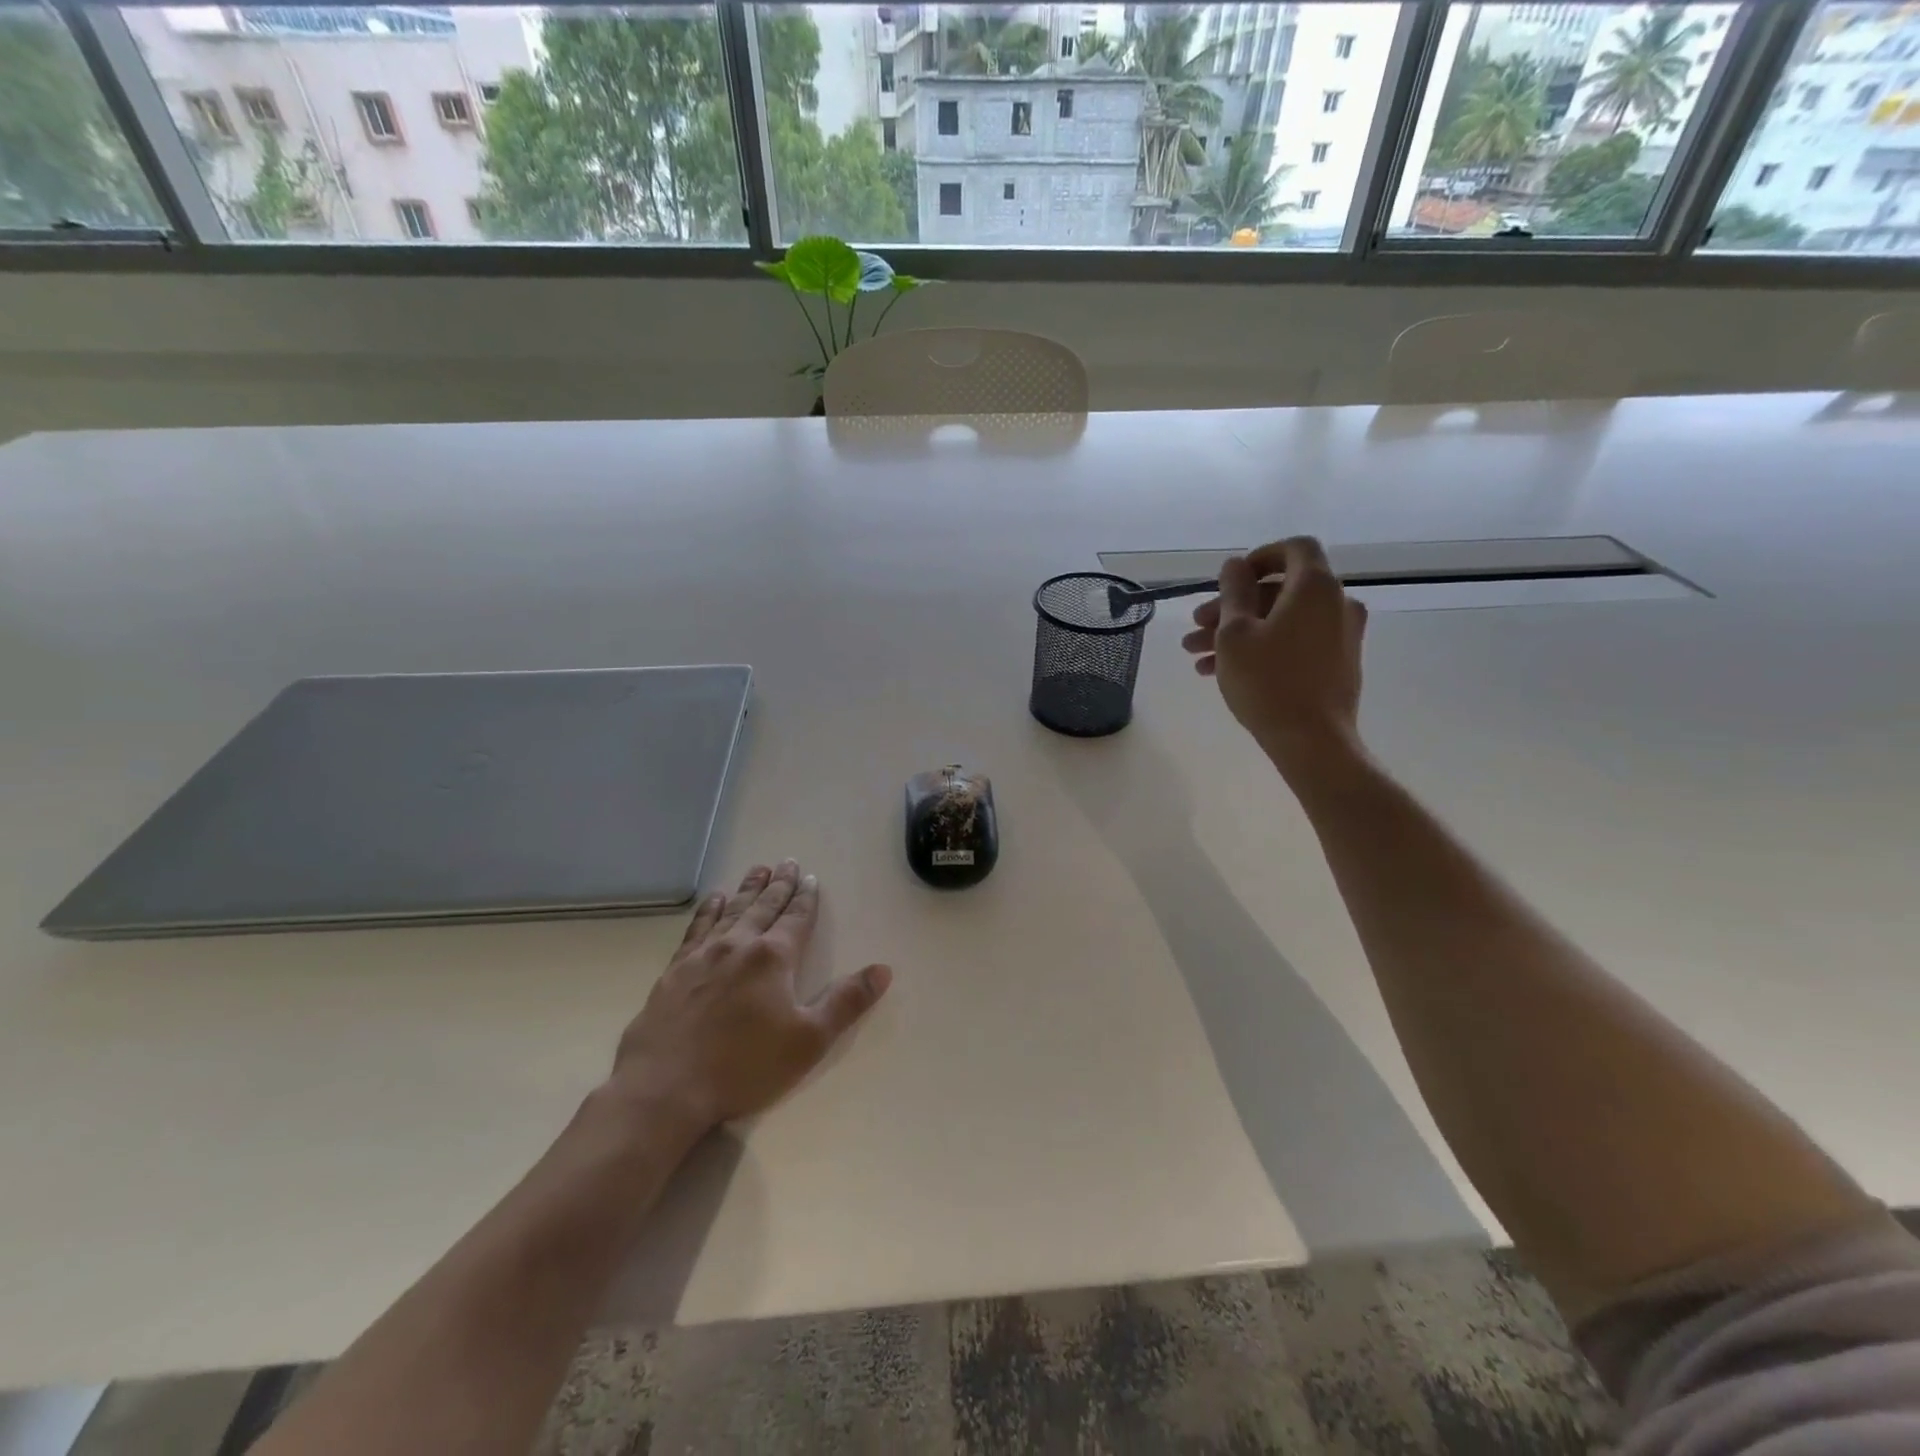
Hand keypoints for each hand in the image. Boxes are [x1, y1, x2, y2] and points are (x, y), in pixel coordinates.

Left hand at [608, 861, 891, 1134]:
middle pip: (764, 906)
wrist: (665, 1087)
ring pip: (732, 910)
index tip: (812, 878)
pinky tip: (713, 901)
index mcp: (773, 957)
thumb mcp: (809, 1040)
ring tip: (758, 869)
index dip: (806, 898)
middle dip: (779, 885)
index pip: (796, 918)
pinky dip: (709, 910)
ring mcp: (703, 955)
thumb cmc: (744, 1066)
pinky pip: (697, 928)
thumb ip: (846, 1002)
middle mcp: (739, 945)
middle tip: (787, 862)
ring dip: (747, 889)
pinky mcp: (675, 971)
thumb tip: (883, 970)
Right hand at [1182, 536, 1368, 776]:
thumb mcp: (1235, 634)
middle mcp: (1336, 603)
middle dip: (1233, 606)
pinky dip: (1264, 647)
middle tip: (1196, 628)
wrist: (1312, 741)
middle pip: (1280, 590)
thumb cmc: (1267, 681)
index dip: (1259, 557)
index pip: (1295, 548)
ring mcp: (1341, 635)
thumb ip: (1233, 592)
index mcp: (1314, 587)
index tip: (1229, 580)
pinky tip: (1225, 672)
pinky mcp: (1339, 663)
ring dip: (1240, 632)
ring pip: (1283, 620)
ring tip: (1199, 657)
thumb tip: (1235, 565)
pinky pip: (1296, 641)